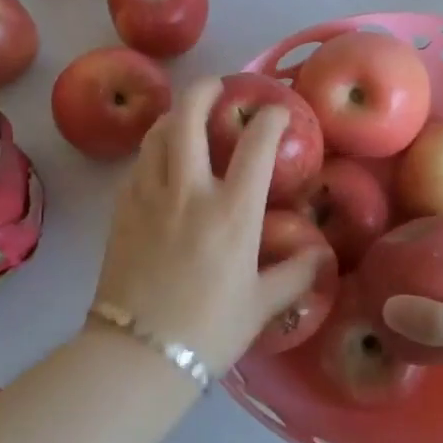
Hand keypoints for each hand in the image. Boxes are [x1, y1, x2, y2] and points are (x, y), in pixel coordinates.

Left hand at [90, 78, 325, 375]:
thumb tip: (321, 256)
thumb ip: (295, 275)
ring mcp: (149, 197)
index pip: (256, 146)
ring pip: (156, 135)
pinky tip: (160, 163)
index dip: (270, 119)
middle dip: (204, 91)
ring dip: (173, 116)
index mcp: (232, 213)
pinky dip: (152, 151)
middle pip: (188, 118)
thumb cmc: (209, 330)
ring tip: (185, 118)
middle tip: (216, 87)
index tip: (277, 111)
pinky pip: (137, 165)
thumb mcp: (262, 305)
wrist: (137, 355)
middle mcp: (189, 192)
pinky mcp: (121, 211)